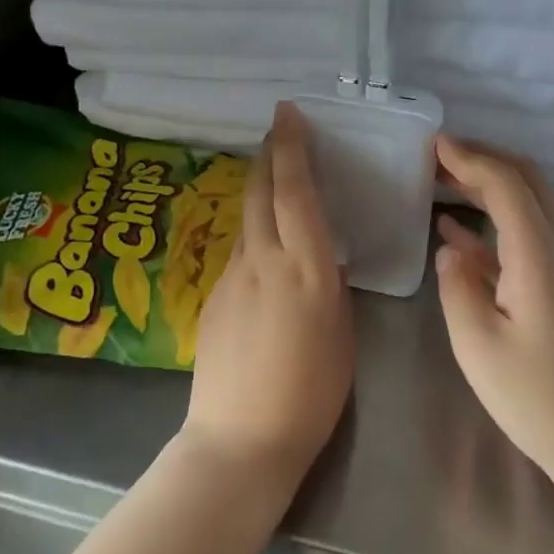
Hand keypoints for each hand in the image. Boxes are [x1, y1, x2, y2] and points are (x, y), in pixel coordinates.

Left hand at [183, 102, 353, 488]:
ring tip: (275, 179)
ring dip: (260, 190)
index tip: (289, 115)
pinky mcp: (213, 297)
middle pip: (261, 192)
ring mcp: (231, 277)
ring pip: (247, 219)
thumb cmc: (311, 393)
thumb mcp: (341, 333)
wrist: (241, 438)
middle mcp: (264, 261)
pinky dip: (253, 233)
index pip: (296, 193)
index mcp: (307, 269)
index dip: (292, 149)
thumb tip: (320, 260)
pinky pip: (238, 251)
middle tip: (279, 130)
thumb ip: (330, 286)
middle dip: (270, 154)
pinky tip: (264, 250)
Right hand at [433, 135, 553, 486]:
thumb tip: (451, 249)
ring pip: (529, 208)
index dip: (470, 158)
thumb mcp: (478, 344)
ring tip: (443, 184)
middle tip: (439, 157)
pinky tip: (458, 235)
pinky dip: (493, 226)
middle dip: (485, 160)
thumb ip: (457, 287)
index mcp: (537, 254)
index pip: (506, 184)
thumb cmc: (538, 397)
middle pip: (528, 183)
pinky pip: (527, 240)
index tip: (433, 144)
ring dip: (490, 188)